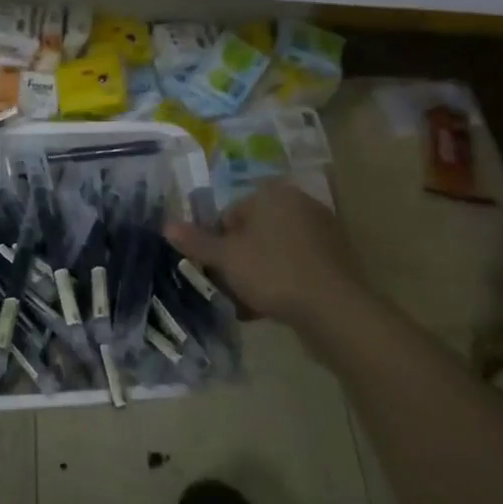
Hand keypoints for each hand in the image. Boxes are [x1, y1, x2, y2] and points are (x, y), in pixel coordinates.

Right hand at [165, 180, 372, 332]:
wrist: (335, 310)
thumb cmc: (273, 272)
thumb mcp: (226, 258)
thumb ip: (196, 241)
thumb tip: (166, 225)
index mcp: (272, 194)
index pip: (230, 214)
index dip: (218, 243)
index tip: (217, 270)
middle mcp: (299, 203)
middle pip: (253, 232)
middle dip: (239, 259)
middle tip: (231, 288)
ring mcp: (322, 230)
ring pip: (275, 250)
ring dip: (259, 273)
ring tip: (250, 304)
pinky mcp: (337, 258)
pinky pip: (297, 265)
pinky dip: (283, 280)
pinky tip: (274, 307)